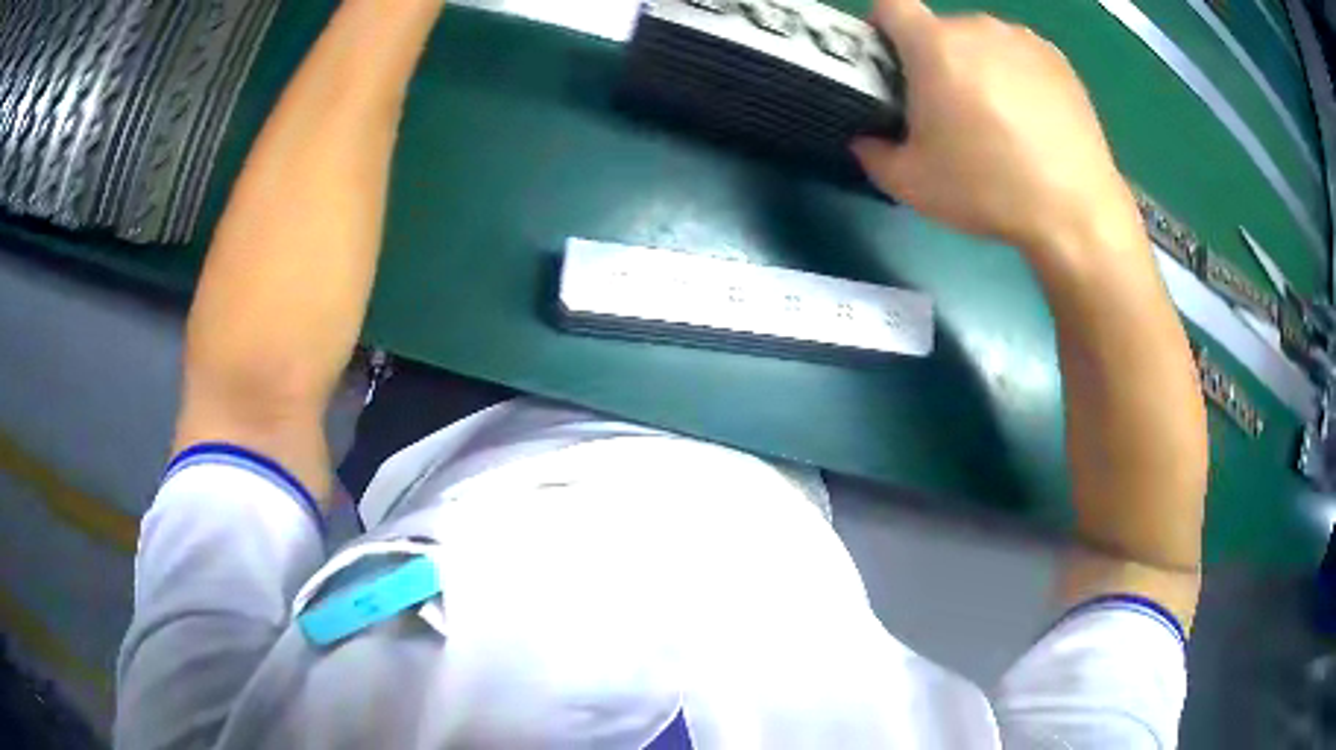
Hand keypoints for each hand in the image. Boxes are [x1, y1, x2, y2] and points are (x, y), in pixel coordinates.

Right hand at [854, 0, 1135, 254]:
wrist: (1076, 211)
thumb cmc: (989, 191)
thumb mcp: (911, 184)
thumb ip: (872, 152)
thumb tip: (866, 138)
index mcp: (935, 46)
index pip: (890, 6)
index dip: (882, 29)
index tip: (891, 64)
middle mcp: (977, 28)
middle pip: (939, 29)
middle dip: (934, 59)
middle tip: (948, 109)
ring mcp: (1023, 40)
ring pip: (982, 41)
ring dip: (977, 65)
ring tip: (997, 117)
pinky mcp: (1058, 59)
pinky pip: (1019, 54)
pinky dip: (1015, 74)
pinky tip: (1030, 118)